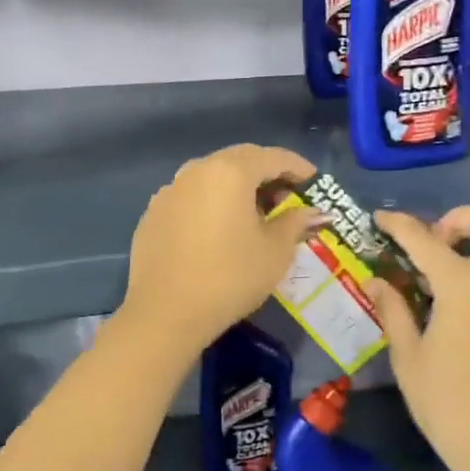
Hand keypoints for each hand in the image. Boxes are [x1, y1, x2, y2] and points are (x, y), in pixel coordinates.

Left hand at [120, 145, 318, 362]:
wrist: (164, 314)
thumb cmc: (229, 278)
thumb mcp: (274, 252)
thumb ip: (295, 222)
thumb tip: (311, 212)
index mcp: (231, 172)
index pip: (273, 156)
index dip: (299, 167)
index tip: (316, 183)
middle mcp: (197, 170)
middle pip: (241, 159)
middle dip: (268, 173)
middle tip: (289, 197)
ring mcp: (171, 190)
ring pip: (213, 175)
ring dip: (239, 186)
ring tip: (256, 214)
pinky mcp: (154, 212)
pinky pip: (192, 195)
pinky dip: (213, 202)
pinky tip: (220, 229)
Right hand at [369, 206, 469, 470]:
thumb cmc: (449, 404)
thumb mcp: (409, 357)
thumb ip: (393, 310)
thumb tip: (377, 282)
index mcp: (463, 284)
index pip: (424, 238)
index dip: (398, 224)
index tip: (379, 219)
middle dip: (458, 218)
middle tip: (430, 245)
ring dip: (467, 252)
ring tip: (430, 287)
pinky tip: (452, 316)